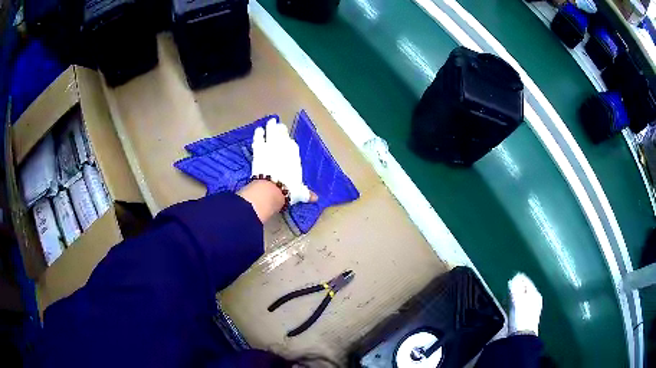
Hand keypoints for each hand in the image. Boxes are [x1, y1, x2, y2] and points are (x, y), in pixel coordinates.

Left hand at [251, 118, 315, 205]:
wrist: (272, 188)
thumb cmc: (289, 189)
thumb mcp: (300, 192)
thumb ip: (306, 193)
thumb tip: (315, 199)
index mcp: (295, 154)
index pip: (292, 144)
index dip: (289, 140)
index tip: (287, 138)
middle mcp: (284, 146)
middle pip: (282, 133)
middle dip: (281, 129)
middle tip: (279, 125)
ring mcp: (270, 145)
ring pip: (271, 131)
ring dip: (271, 126)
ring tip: (270, 122)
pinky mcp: (259, 149)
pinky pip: (259, 138)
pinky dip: (259, 133)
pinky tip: (258, 130)